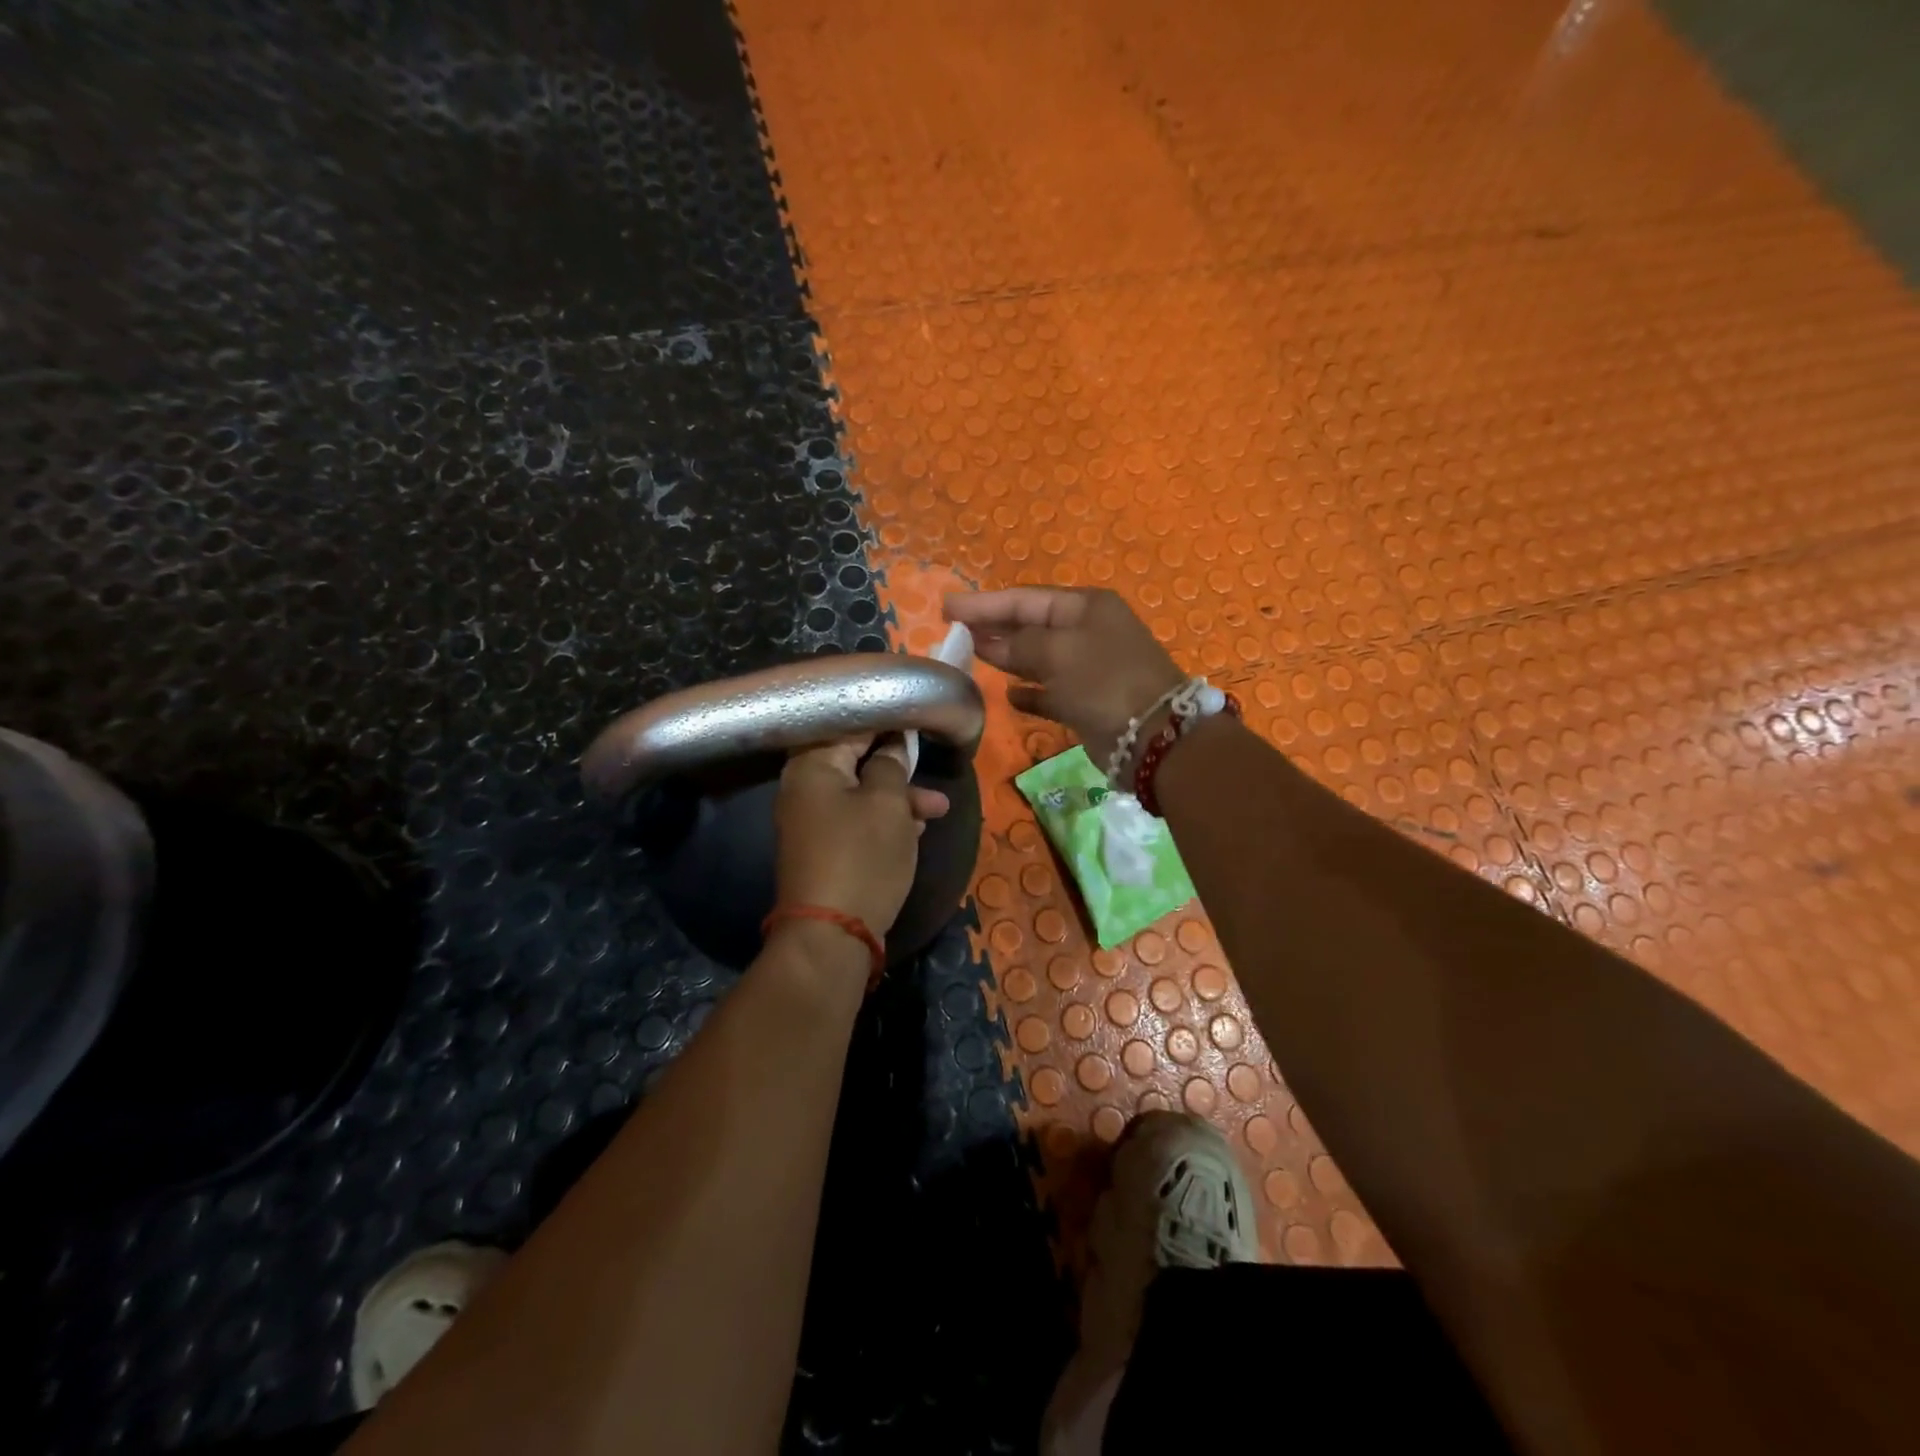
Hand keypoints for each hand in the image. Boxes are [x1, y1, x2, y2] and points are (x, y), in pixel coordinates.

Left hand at [773, 733, 949, 938]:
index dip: (886, 718)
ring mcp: (812, 820)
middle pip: (854, 759)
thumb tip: (892, 744)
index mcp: (812, 765)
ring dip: (899, 797)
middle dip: (896, 763)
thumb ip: (891, 764)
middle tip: (929, 760)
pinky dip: (885, 821)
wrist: (832, 934)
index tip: (917, 715)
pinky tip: (917, 827)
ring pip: (861, 793)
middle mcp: (804, 787)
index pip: (849, 723)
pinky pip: (857, 820)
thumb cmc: (862, 856)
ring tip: (939, 808)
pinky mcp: (824, 848)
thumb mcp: (888, 803)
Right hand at [944, 588, 1184, 767]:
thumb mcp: (1058, 652)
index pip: (1024, 599)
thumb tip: (988, 642)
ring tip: (971, 657)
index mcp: (1085, 607)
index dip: (983, 603)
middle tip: (952, 630)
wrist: (1153, 736)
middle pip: (1030, 625)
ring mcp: (1089, 667)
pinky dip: (1030, 692)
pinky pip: (1050, 691)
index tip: (946, 607)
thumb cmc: (1104, 681)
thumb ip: (1018, 643)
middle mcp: (1087, 632)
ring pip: (1038, 658)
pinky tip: (1008, 696)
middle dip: (992, 627)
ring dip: (1007, 658)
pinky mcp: (1087, 701)